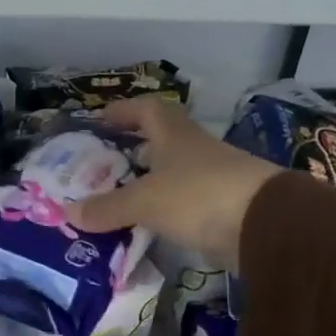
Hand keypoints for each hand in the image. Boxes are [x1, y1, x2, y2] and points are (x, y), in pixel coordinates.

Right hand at [64, 97, 281, 269]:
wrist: (265, 225)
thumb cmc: (198, 196)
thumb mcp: (144, 202)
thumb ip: (107, 207)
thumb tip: (69, 212)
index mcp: (175, 135)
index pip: (146, 110)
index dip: (122, 111)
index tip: (100, 120)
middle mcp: (194, 150)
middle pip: (161, 140)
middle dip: (133, 148)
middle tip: (104, 164)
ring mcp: (212, 178)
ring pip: (172, 173)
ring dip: (148, 181)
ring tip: (118, 198)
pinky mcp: (222, 206)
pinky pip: (184, 202)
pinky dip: (164, 209)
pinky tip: (146, 224)